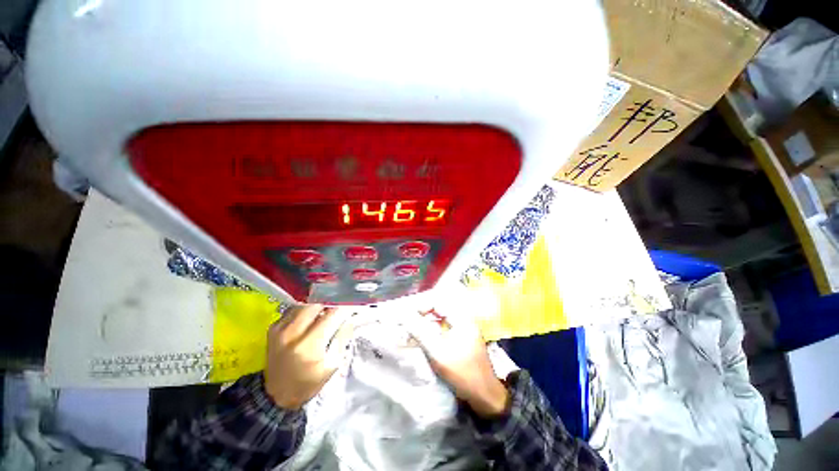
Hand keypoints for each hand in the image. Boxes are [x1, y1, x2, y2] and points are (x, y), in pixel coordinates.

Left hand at [264, 304, 353, 409]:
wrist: (276, 395)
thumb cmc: (309, 382)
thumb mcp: (332, 365)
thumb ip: (342, 338)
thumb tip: (349, 318)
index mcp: (309, 345)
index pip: (332, 315)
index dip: (345, 307)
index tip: (353, 305)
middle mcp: (293, 333)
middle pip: (317, 304)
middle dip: (331, 303)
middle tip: (339, 307)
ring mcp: (280, 329)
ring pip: (305, 304)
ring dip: (318, 305)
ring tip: (325, 311)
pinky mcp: (273, 328)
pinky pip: (293, 310)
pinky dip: (305, 310)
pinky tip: (310, 318)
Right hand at [405, 307, 509, 417]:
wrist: (485, 396)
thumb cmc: (462, 373)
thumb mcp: (438, 352)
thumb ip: (420, 332)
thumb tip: (404, 316)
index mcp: (462, 319)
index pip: (439, 303)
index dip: (422, 306)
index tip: (408, 314)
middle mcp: (465, 320)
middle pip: (440, 309)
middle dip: (423, 314)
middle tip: (409, 321)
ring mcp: (465, 330)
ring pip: (442, 319)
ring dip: (428, 322)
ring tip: (414, 329)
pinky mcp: (464, 340)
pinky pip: (446, 328)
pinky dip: (434, 331)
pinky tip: (425, 338)